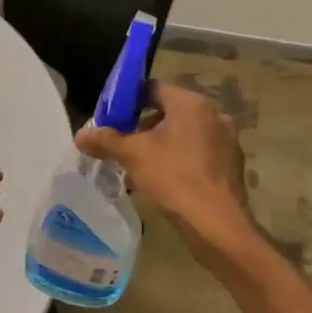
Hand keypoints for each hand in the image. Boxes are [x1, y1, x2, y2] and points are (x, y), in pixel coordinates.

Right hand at [75, 82, 255, 257]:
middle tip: (121, 143)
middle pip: (169, 113)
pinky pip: (197, 155)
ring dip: (159, 146)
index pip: (153, 89)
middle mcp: (214, 116)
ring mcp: (227, 141)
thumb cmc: (173, 177)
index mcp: (192, 104)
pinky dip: (178, 161)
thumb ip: (105, 140)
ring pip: (183, 136)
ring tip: (136, 167)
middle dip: (142, 127)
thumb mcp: (132, 155)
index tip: (111, 118)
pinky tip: (161, 182)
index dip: (128, 101)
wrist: (215, 223)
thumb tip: (81, 135)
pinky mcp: (230, 167)